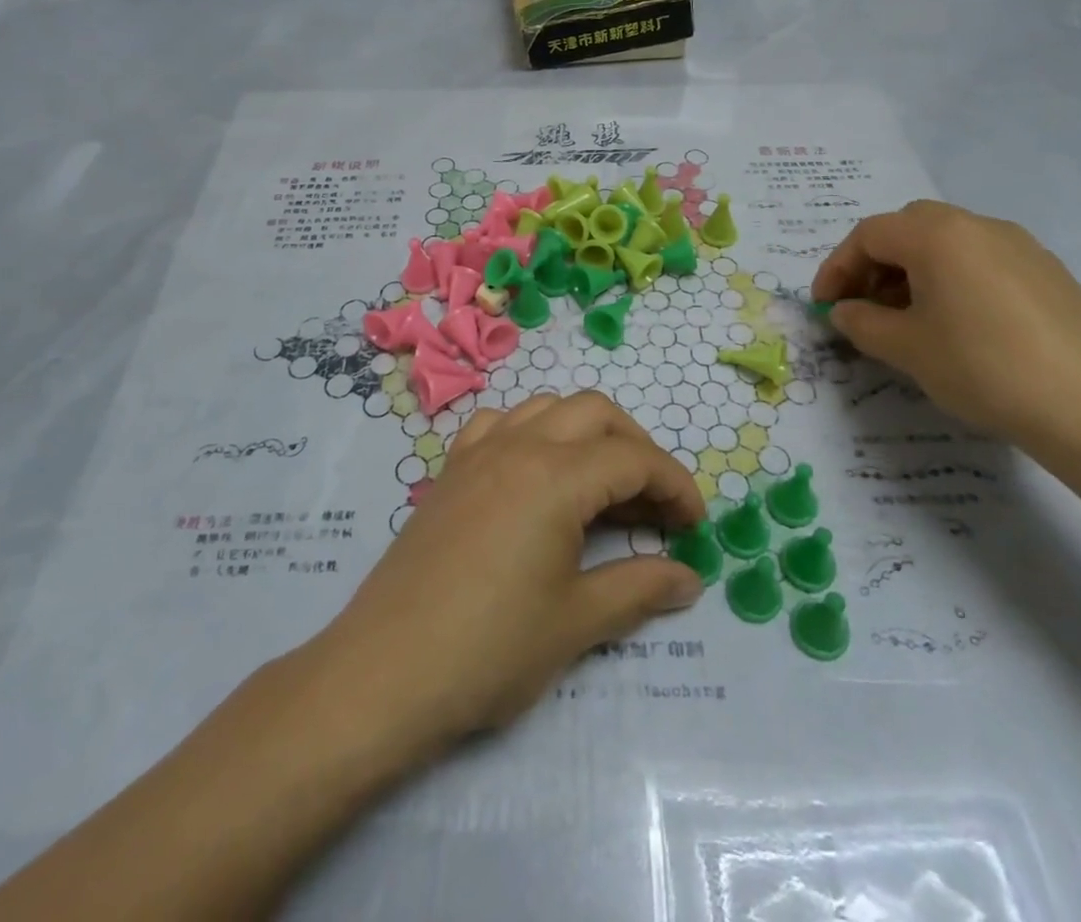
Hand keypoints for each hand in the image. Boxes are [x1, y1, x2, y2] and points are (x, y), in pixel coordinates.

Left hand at [314, 391, 705, 750]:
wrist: (385, 672)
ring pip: (546, 408)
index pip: (633, 458)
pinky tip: (534, 474)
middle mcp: (518, 446)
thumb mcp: (576, 623)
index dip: (675, 485)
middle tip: (654, 502)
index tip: (695, 524)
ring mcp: (478, 452)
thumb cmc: (489, 649)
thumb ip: (638, 589)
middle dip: (636, 446)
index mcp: (555, 476)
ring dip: (585, 433)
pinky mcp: (450, 470)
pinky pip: (499, 424)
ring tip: (600, 486)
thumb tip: (688, 579)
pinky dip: (531, 433)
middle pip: (594, 412)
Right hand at [811, 200, 1080, 462]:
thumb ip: (862, 322)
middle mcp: (979, 226)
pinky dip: (952, 280)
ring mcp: (1021, 247)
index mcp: (938, 235)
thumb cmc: (983, 368)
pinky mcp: (1050, 274)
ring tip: (906, 319)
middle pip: (908, 228)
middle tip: (863, 305)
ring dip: (913, 271)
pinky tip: (956, 325)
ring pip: (948, 243)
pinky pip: (982, 262)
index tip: (824, 306)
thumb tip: (844, 311)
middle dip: (875, 263)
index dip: (837, 267)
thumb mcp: (906, 348)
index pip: (869, 235)